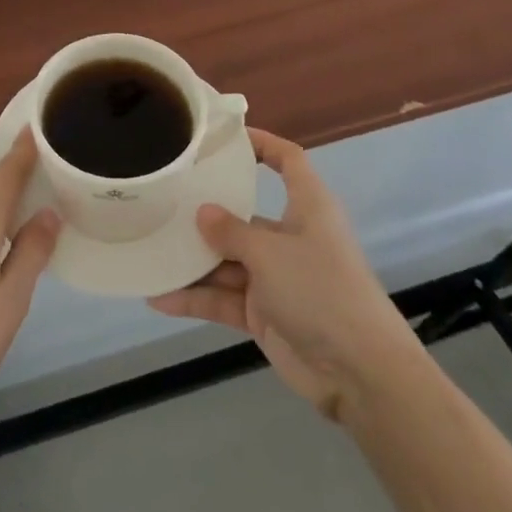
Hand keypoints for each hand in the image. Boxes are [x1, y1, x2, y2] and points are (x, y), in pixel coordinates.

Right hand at [149, 128, 413, 420]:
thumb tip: (202, 211)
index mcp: (307, 208)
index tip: (225, 138)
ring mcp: (277, 278)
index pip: (288, 161)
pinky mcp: (265, 314)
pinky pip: (225, 299)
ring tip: (151, 251)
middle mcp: (291, 237)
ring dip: (194, 262)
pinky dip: (196, 299)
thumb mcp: (270, 253)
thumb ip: (231, 231)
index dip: (262, 144)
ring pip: (228, 260)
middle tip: (164, 201)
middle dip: (207, 213)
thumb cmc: (321, 290)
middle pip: (244, 214)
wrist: (360, 374)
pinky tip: (160, 297)